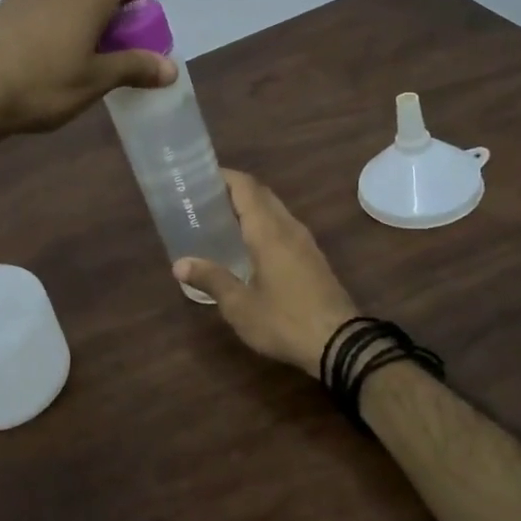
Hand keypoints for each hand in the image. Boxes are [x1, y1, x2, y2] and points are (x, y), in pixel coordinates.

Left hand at [0, 0, 175, 138]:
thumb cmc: (43, 84)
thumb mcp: (95, 81)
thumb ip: (134, 68)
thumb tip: (171, 68)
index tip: (134, 25)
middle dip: (102, 5)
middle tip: (105, 41)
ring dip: (71, 11)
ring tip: (71, 50)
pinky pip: (32, 7)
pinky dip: (44, 21)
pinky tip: (35, 57)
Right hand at [173, 170, 359, 378]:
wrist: (341, 343)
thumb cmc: (284, 320)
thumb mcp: (240, 306)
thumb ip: (211, 279)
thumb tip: (179, 264)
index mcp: (268, 231)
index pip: (246, 187)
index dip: (224, 176)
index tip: (200, 177)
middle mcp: (288, 228)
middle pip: (261, 194)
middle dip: (234, 189)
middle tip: (204, 199)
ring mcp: (305, 242)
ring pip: (275, 210)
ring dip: (251, 206)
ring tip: (222, 219)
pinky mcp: (313, 258)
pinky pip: (284, 227)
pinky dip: (264, 223)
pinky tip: (249, 244)